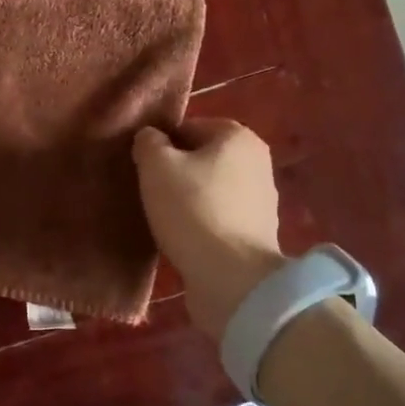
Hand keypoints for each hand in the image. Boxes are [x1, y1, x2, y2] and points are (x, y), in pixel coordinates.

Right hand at [134, 120, 286, 341]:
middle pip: (201, 157)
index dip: (160, 146)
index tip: (143, 169)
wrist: (232, 277)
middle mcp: (257, 161)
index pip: (187, 128)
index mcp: (237, 136)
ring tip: (164, 218)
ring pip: (210, 188)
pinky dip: (202, 222)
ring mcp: (262, 199)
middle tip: (150, 193)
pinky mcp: (257, 232)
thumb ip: (149, 143)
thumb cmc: (192, 210)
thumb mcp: (156, 167)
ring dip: (188, 199)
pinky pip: (219, 216)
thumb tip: (151, 137)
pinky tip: (184, 237)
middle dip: (176, 172)